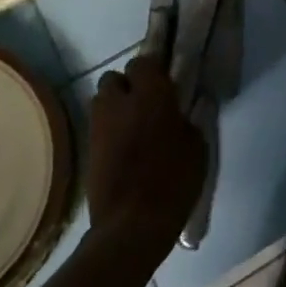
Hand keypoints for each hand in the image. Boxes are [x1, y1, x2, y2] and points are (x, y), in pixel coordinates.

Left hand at [87, 55, 206, 261]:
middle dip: (128, 85)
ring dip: (115, 106)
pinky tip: (125, 147)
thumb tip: (182, 112)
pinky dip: (109, 129)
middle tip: (147, 103)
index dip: (153, 70)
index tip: (166, 83)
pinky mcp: (88, 148)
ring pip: (102, 101)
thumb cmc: (174, 181)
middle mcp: (120, 102)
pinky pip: (98, 126)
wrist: (132, 224)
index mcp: (151, 95)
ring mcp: (99, 125)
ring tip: (133, 125)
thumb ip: (188, 121)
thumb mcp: (197, 148)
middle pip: (114, 78)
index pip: (143, 62)